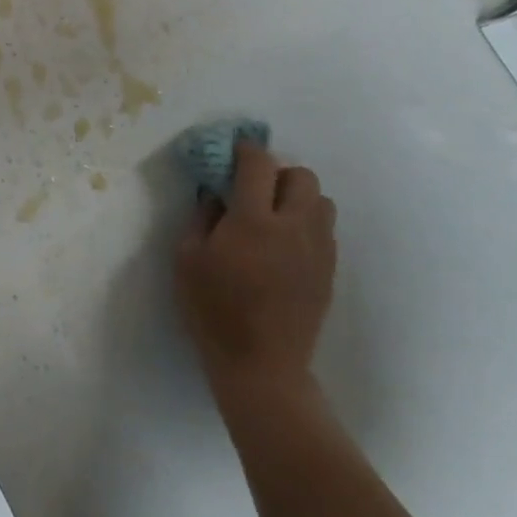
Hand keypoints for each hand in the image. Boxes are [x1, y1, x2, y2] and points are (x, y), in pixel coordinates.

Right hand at [176, 141, 336, 401]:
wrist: (261, 366)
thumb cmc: (214, 311)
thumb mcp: (187, 259)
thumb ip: (201, 217)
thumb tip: (215, 193)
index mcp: (253, 221)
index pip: (259, 164)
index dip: (246, 150)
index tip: (233, 152)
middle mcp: (293, 227)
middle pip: (301, 176)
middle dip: (277, 173)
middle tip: (254, 190)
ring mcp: (317, 250)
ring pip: (321, 201)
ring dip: (297, 198)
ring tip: (273, 216)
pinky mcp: (329, 272)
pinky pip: (325, 230)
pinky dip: (307, 224)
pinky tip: (285, 245)